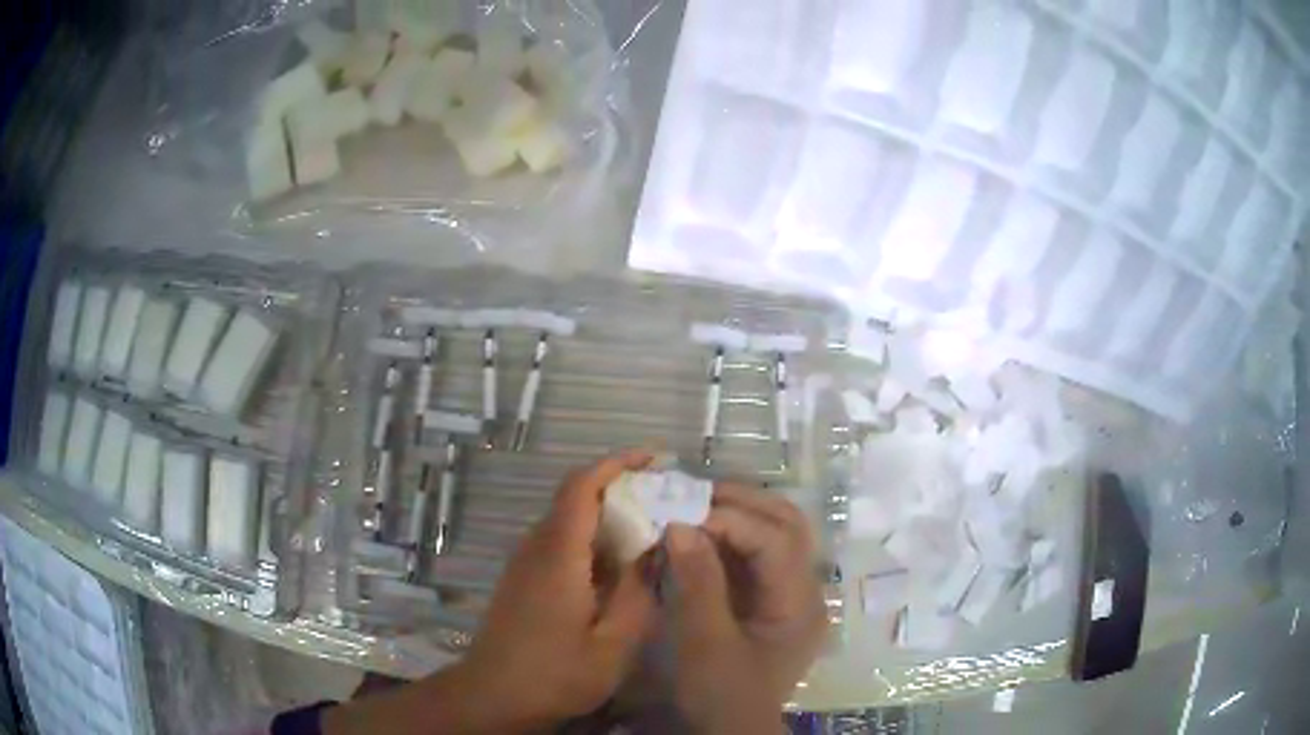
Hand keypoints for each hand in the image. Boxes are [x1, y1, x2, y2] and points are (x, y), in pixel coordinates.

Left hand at [324, 450, 656, 734]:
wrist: (493, 696)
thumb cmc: (555, 674)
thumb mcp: (613, 644)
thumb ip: (637, 593)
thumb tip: (655, 548)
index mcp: (558, 555)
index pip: (581, 486)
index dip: (617, 463)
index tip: (655, 459)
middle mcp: (536, 547)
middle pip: (576, 497)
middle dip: (621, 489)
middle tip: (667, 500)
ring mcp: (525, 562)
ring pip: (569, 520)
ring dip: (608, 516)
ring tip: (652, 531)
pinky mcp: (523, 578)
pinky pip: (561, 542)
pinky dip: (594, 540)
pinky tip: (618, 567)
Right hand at [666, 484, 827, 733]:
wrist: (732, 731)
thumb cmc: (720, 694)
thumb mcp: (704, 644)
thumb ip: (697, 583)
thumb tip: (681, 524)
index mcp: (799, 605)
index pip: (777, 541)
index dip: (731, 520)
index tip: (683, 513)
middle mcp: (807, 592)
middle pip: (790, 526)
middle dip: (743, 503)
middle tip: (694, 494)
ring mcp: (792, 595)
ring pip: (779, 533)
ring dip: (740, 513)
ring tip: (696, 506)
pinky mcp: (773, 601)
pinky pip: (760, 554)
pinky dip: (733, 536)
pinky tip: (703, 533)